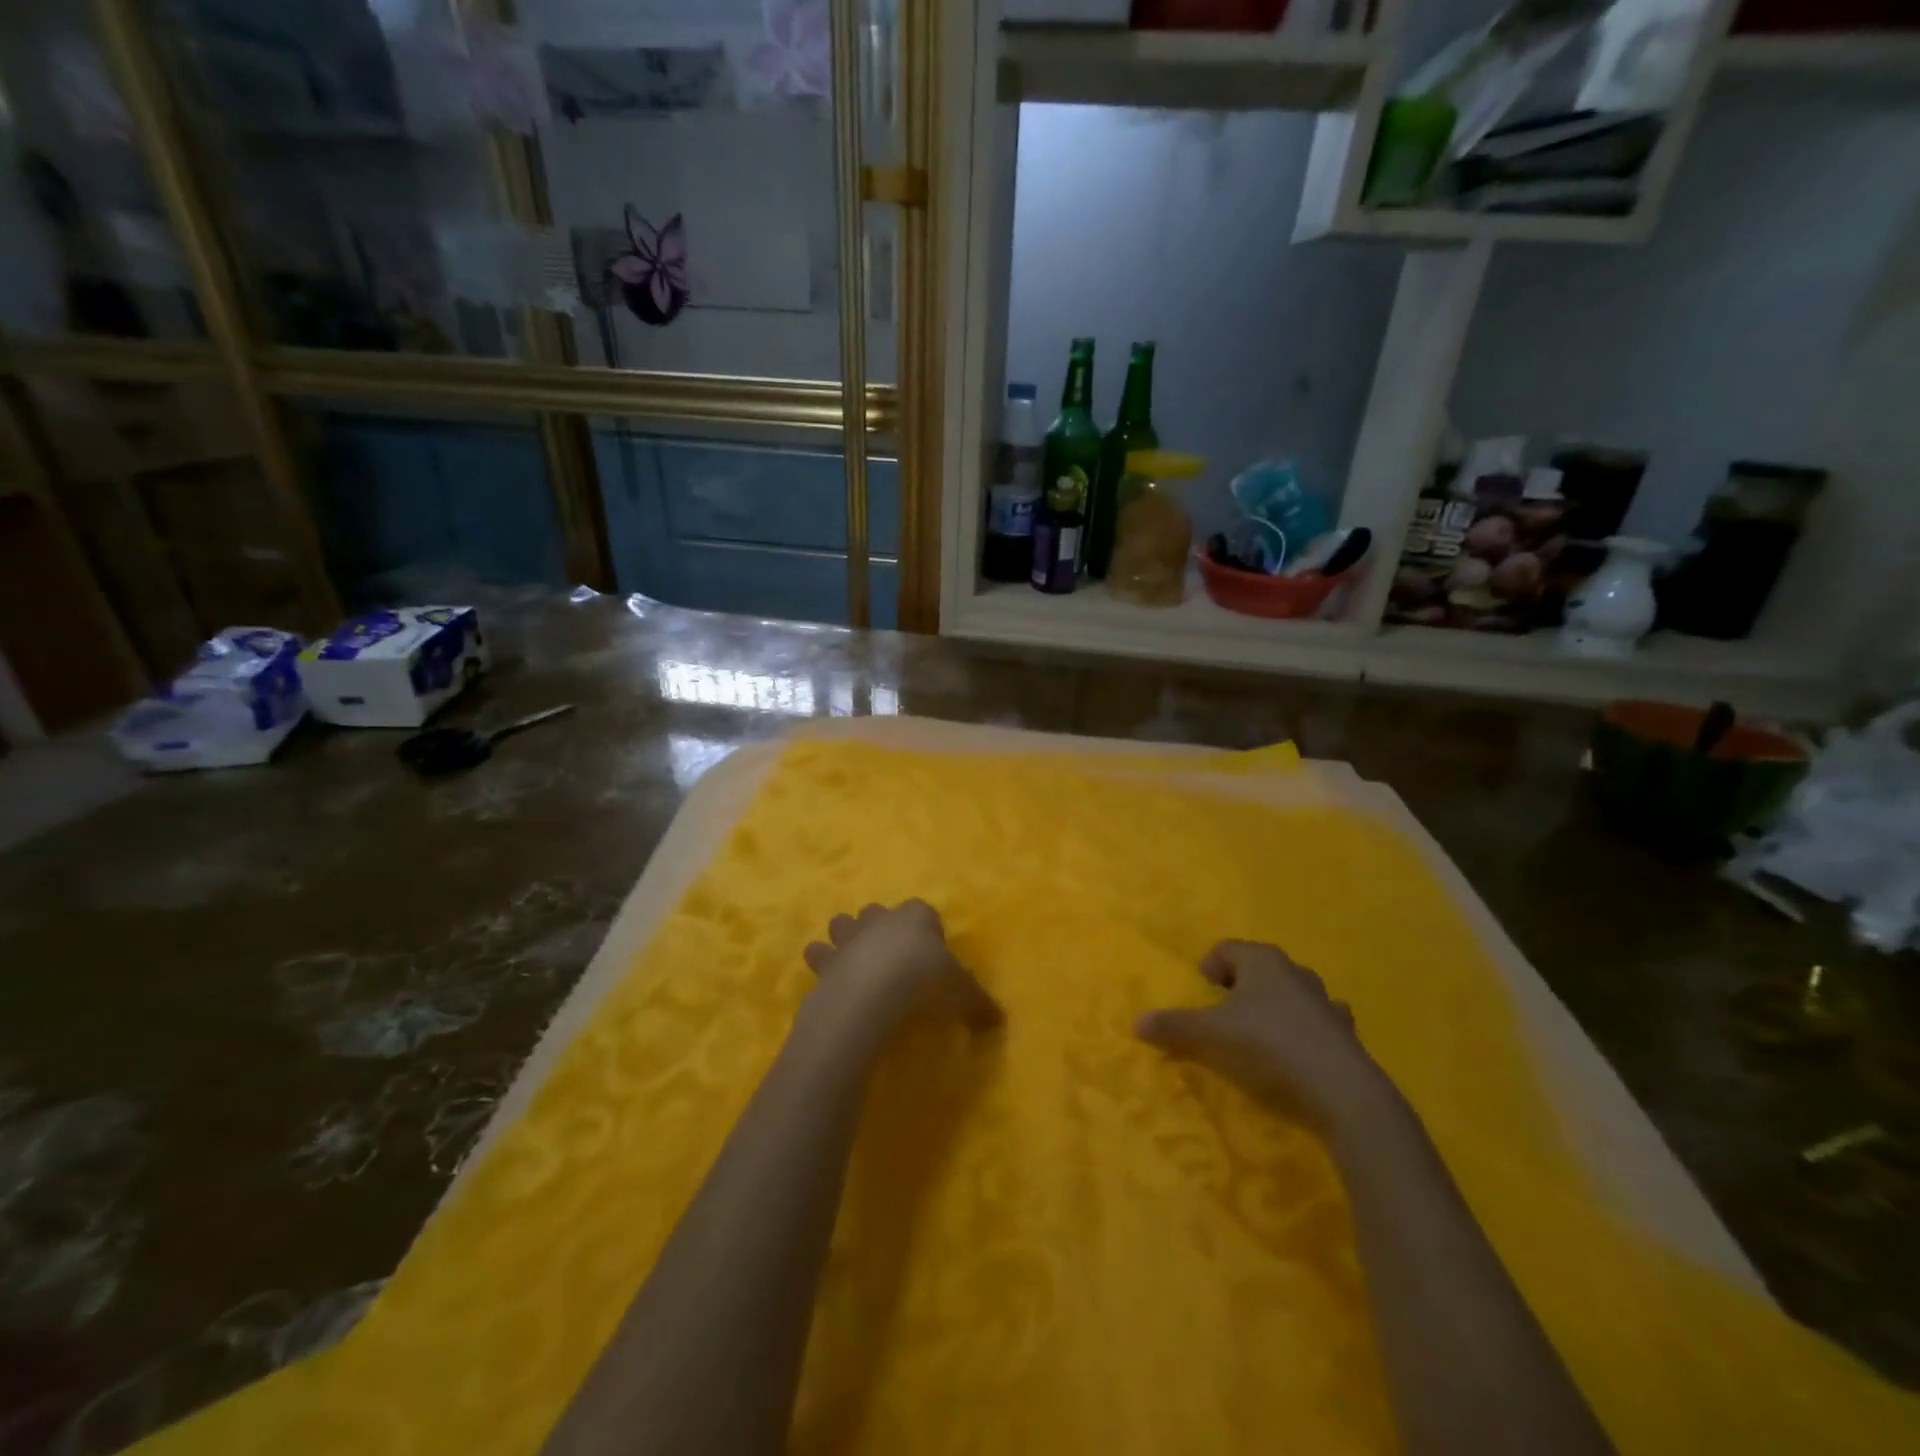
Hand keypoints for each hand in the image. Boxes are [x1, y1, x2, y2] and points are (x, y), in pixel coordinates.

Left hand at [803, 900, 1003, 1041]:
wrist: (872, 993)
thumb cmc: (924, 981)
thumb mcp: (963, 994)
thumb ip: (979, 1004)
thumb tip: (998, 1021)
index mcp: (916, 917)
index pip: (922, 911)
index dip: (926, 929)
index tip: (930, 952)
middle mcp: (881, 920)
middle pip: (876, 912)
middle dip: (878, 927)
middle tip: (888, 956)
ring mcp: (849, 938)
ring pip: (841, 924)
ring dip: (844, 938)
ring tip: (851, 962)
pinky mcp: (825, 962)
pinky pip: (819, 956)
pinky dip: (822, 967)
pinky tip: (829, 984)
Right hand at [1136, 941, 1392, 1132]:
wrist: (1343, 1094)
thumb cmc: (1268, 1048)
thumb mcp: (1210, 1037)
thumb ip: (1173, 1027)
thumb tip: (1136, 1022)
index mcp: (1262, 962)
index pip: (1227, 948)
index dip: (1209, 966)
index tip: (1202, 990)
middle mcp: (1296, 973)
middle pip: (1261, 969)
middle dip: (1241, 987)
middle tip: (1224, 1014)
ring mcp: (1326, 1004)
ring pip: (1292, 996)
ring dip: (1275, 1009)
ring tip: (1259, 1036)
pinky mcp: (1346, 1037)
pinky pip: (1317, 1025)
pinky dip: (1303, 1035)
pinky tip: (1295, 1059)